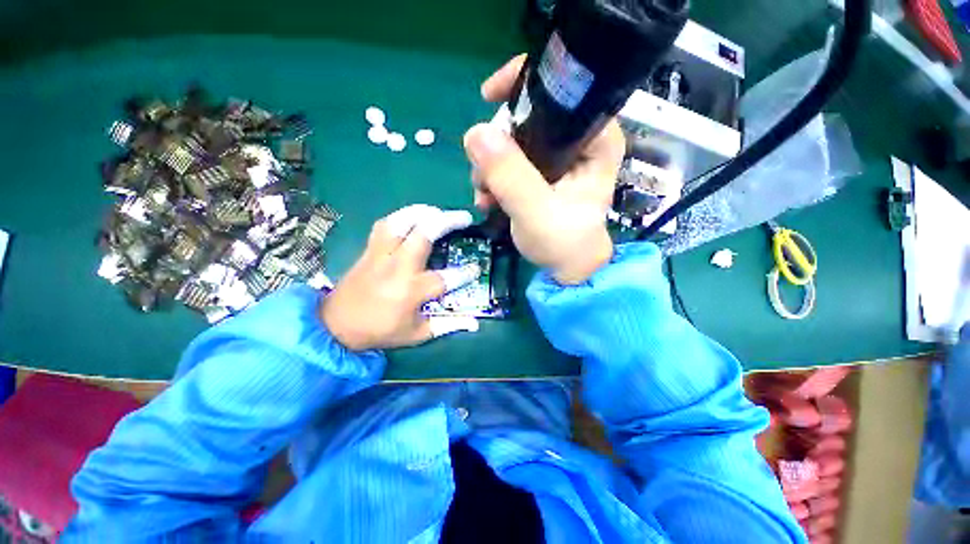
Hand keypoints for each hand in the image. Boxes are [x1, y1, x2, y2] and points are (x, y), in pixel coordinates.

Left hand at [320, 205, 480, 350]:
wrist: (336, 325)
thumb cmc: (380, 331)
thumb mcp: (417, 335)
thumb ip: (448, 325)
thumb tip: (475, 323)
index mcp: (411, 290)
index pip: (446, 278)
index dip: (465, 273)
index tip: (476, 269)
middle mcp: (398, 267)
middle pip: (425, 233)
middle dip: (449, 221)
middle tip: (464, 218)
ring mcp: (382, 254)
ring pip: (402, 221)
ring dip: (424, 212)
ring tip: (440, 212)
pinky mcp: (369, 249)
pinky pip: (385, 224)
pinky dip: (402, 216)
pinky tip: (413, 217)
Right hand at [464, 55, 625, 284]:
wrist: (568, 269)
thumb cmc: (564, 243)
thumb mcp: (537, 212)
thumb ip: (511, 176)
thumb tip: (475, 134)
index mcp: (595, 139)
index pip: (564, 88)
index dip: (524, 84)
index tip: (489, 96)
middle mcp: (578, 141)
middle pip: (530, 116)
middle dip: (497, 143)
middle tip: (482, 175)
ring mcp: (558, 157)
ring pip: (515, 140)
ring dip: (491, 165)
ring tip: (483, 195)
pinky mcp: (543, 173)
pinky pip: (512, 161)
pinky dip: (495, 176)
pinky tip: (487, 198)